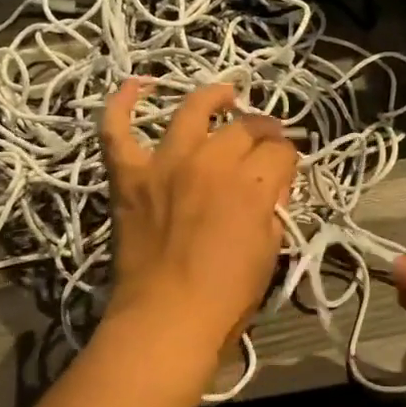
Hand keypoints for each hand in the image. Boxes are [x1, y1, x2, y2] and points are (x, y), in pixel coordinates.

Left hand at [101, 80, 297, 353]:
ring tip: (225, 96)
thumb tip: (272, 186)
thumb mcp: (269, 252)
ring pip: (193, 112)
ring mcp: (165, 164)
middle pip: (245, 128)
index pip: (280, 152)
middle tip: (266, 141)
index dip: (287, 159)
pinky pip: (117, 131)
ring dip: (213, 99)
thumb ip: (273, 209)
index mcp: (251, 185)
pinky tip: (134, 86)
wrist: (165, 320)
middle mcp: (211, 162)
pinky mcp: (129, 175)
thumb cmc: (226, 298)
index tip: (285, 170)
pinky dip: (121, 105)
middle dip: (264, 130)